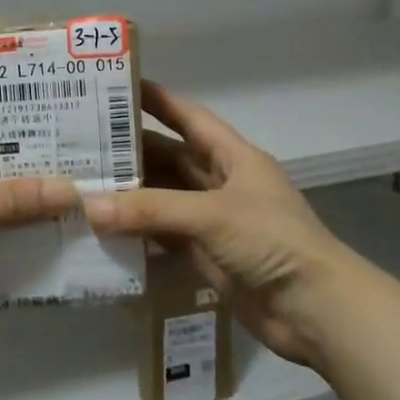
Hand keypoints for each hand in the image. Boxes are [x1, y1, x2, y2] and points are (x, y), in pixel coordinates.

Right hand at [85, 81, 356, 366]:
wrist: (316, 310)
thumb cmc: (271, 241)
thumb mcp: (212, 215)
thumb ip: (151, 209)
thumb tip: (89, 206)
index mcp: (233, 157)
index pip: (189, 117)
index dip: (157, 101)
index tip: (117, 89)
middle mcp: (222, 182)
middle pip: (171, 158)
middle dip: (132, 151)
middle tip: (84, 143)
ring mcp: (214, 220)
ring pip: (165, 197)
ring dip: (131, 194)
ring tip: (85, 184)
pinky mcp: (208, 255)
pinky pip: (165, 235)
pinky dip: (139, 231)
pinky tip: (105, 229)